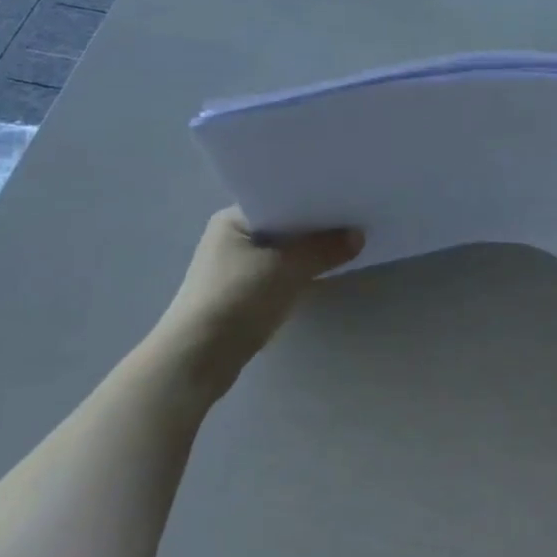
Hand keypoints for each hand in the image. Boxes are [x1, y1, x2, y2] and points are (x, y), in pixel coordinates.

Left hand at [157, 208, 363, 402]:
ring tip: (347, 244)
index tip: (346, 197)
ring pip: (282, 252)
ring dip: (307, 253)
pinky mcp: (242, 295)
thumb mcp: (286, 269)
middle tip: (355, 220)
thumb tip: (359, 236)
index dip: (313, 198)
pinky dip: (298, 273)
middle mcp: (231, 237)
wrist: (197, 359)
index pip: (280, 198)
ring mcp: (235, 268)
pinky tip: (324, 273)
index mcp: (233, 219)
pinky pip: (278, 274)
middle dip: (315, 227)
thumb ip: (324, 250)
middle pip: (283, 225)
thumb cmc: (236, 299)